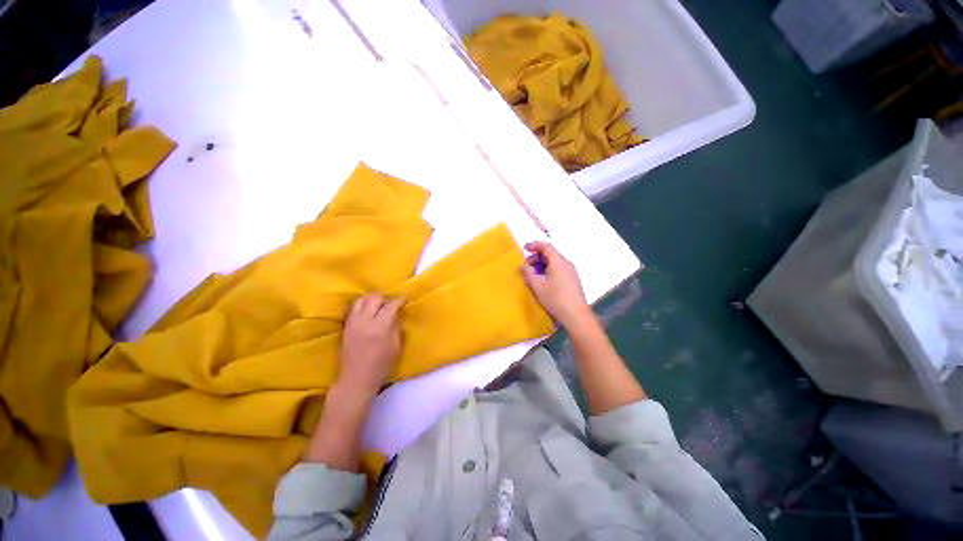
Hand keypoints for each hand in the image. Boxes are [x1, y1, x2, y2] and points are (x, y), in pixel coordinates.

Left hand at [338, 294, 403, 395]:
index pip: (390, 306)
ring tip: (379, 304)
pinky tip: (368, 310)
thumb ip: (396, 327)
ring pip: (361, 300)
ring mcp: (353, 323)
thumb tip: (397, 314)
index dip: (399, 300)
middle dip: (385, 297)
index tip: (404, 299)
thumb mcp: (396, 348)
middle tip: (391, 302)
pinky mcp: (346, 327)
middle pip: (374, 298)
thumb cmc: (381, 366)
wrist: (356, 380)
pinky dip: (362, 304)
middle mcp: (365, 322)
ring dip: (372, 298)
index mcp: (380, 328)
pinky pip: (353, 308)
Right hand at [520, 242, 591, 328]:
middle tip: (526, 267)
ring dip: (542, 264)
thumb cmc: (555, 298)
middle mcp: (566, 263)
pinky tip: (544, 281)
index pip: (546, 246)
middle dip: (537, 257)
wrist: (576, 315)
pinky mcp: (573, 280)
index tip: (524, 248)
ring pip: (554, 262)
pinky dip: (549, 270)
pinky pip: (559, 269)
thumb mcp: (537, 285)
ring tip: (534, 275)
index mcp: (558, 261)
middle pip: (550, 254)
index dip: (534, 245)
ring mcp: (571, 271)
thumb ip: (528, 273)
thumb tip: (522, 265)